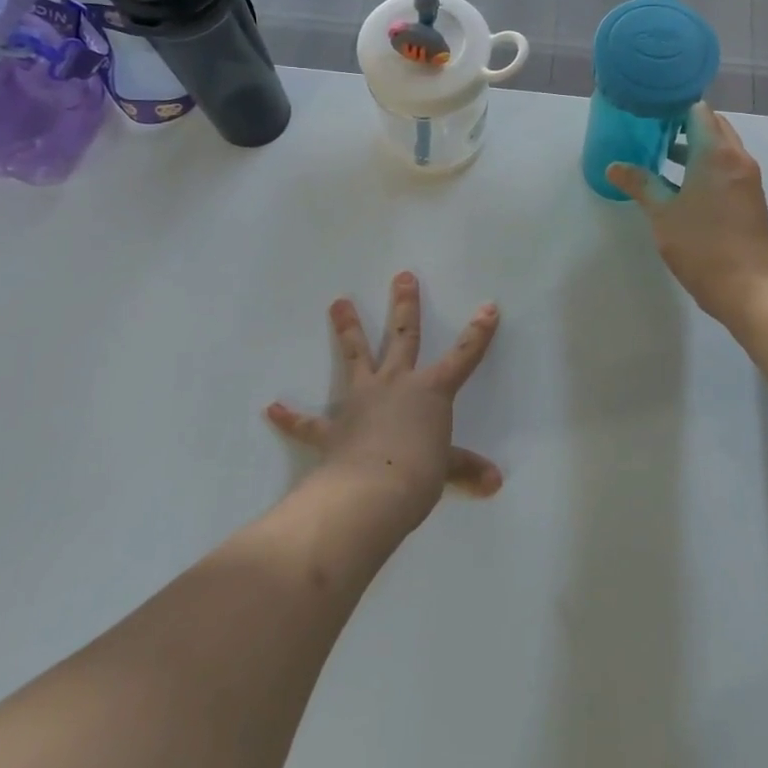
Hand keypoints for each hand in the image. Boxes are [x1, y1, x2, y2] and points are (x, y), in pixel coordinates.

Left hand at [265, 273, 502, 522]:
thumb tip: (494, 483)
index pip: (463, 356)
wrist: (372, 491)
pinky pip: (308, 422)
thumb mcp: (447, 470)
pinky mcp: (332, 427)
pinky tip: (273, 408)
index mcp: (431, 392)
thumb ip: (466, 469)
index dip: (478, 332)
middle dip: (405, 305)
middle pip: (402, 336)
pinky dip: (290, 416)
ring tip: (339, 302)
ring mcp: (361, 400)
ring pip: (355, 355)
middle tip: (402, 276)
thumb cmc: (419, 474)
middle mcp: (396, 384)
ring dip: (348, 328)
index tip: (489, 306)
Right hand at [606, 102, 767, 326]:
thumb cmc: (702, 245)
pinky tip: (682, 185)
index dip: (673, 108)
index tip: (649, 113)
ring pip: (721, 148)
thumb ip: (640, 184)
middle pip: (713, 126)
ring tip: (661, 157)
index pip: (698, 111)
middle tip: (652, 132)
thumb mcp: (662, 214)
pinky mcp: (750, 199)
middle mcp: (737, 158)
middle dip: (684, 125)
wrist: (750, 287)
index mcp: (716, 153)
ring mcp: (747, 179)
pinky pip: (726, 168)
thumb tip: (614, 166)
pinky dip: (706, 166)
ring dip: (695, 147)